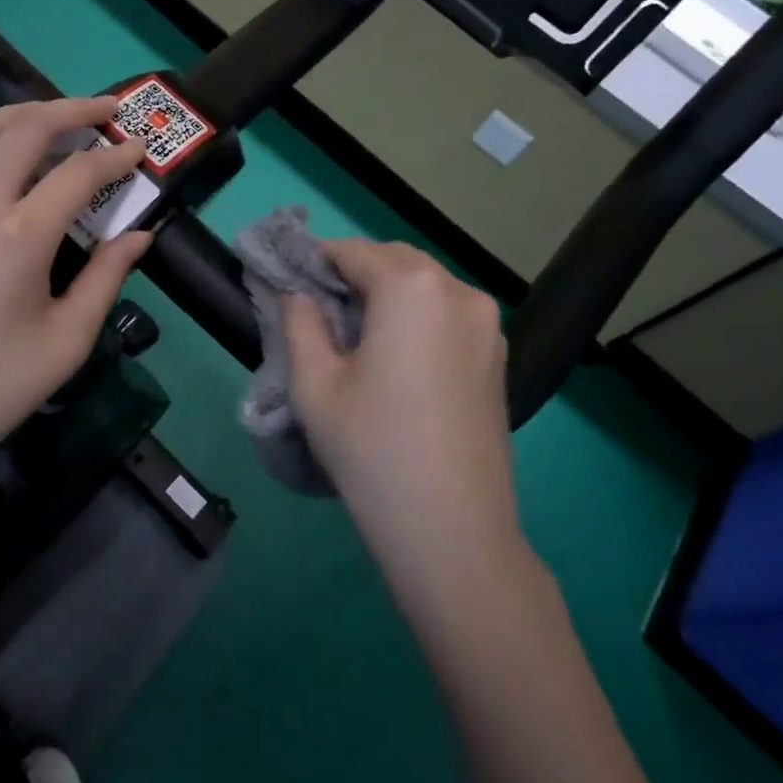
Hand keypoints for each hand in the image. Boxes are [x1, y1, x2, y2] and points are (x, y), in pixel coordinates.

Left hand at [0, 98, 153, 468]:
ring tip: (59, 120)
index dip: (115, 157)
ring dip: (25, 114)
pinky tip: (6, 160)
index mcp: (20, 235)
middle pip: (25, 128)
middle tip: (107, 111)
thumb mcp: (67, 340)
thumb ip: (107, 278)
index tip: (141, 151)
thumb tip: (139, 237)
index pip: (78, 173)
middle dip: (72, 109)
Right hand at [281, 240, 518, 543]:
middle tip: (315, 309)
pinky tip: (393, 353)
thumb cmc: (372, 449)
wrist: (453, 531)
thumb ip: (299, 321)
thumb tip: (298, 293)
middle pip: (392, 260)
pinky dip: (414, 314)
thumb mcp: (314, 383)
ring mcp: (487, 323)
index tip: (286, 282)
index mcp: (411, 287)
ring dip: (385, 292)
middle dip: (351, 272)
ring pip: (423, 284)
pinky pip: (446, 312)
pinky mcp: (497, 354)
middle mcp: (457, 290)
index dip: (313, 261)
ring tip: (352, 333)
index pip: (351, 252)